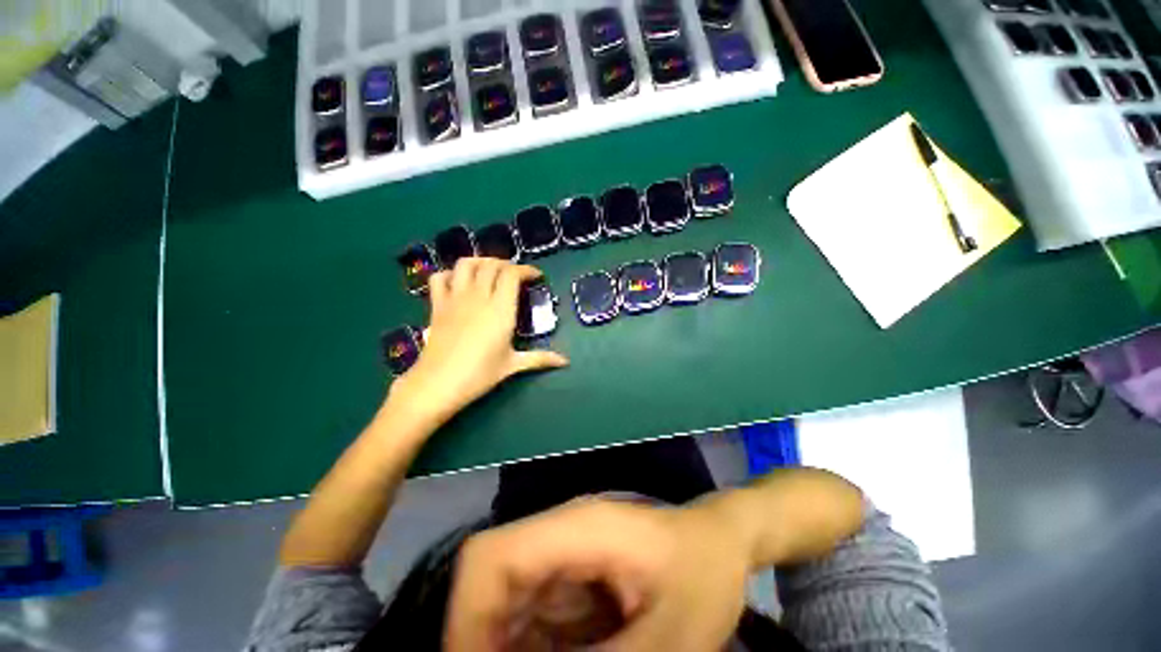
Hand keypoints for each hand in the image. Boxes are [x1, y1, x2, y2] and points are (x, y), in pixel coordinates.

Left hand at [388, 258, 568, 427]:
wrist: (438, 383)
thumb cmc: (480, 374)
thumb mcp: (513, 365)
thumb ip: (540, 358)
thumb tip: (565, 361)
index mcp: (501, 309)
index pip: (512, 274)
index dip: (526, 270)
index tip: (536, 276)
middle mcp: (479, 297)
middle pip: (491, 265)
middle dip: (507, 264)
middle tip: (516, 275)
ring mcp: (455, 298)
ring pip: (466, 264)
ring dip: (480, 262)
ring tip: (490, 270)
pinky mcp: (437, 305)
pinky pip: (439, 278)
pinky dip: (450, 274)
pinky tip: (459, 282)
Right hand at [444, 498, 753, 651]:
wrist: (721, 541)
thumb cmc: (703, 574)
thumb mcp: (669, 638)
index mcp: (577, 530)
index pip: (491, 557)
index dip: (464, 617)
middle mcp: (561, 534)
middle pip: (492, 582)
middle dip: (484, 643)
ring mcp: (565, 552)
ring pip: (508, 603)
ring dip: (506, 648)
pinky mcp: (572, 572)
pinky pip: (532, 616)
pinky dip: (529, 648)